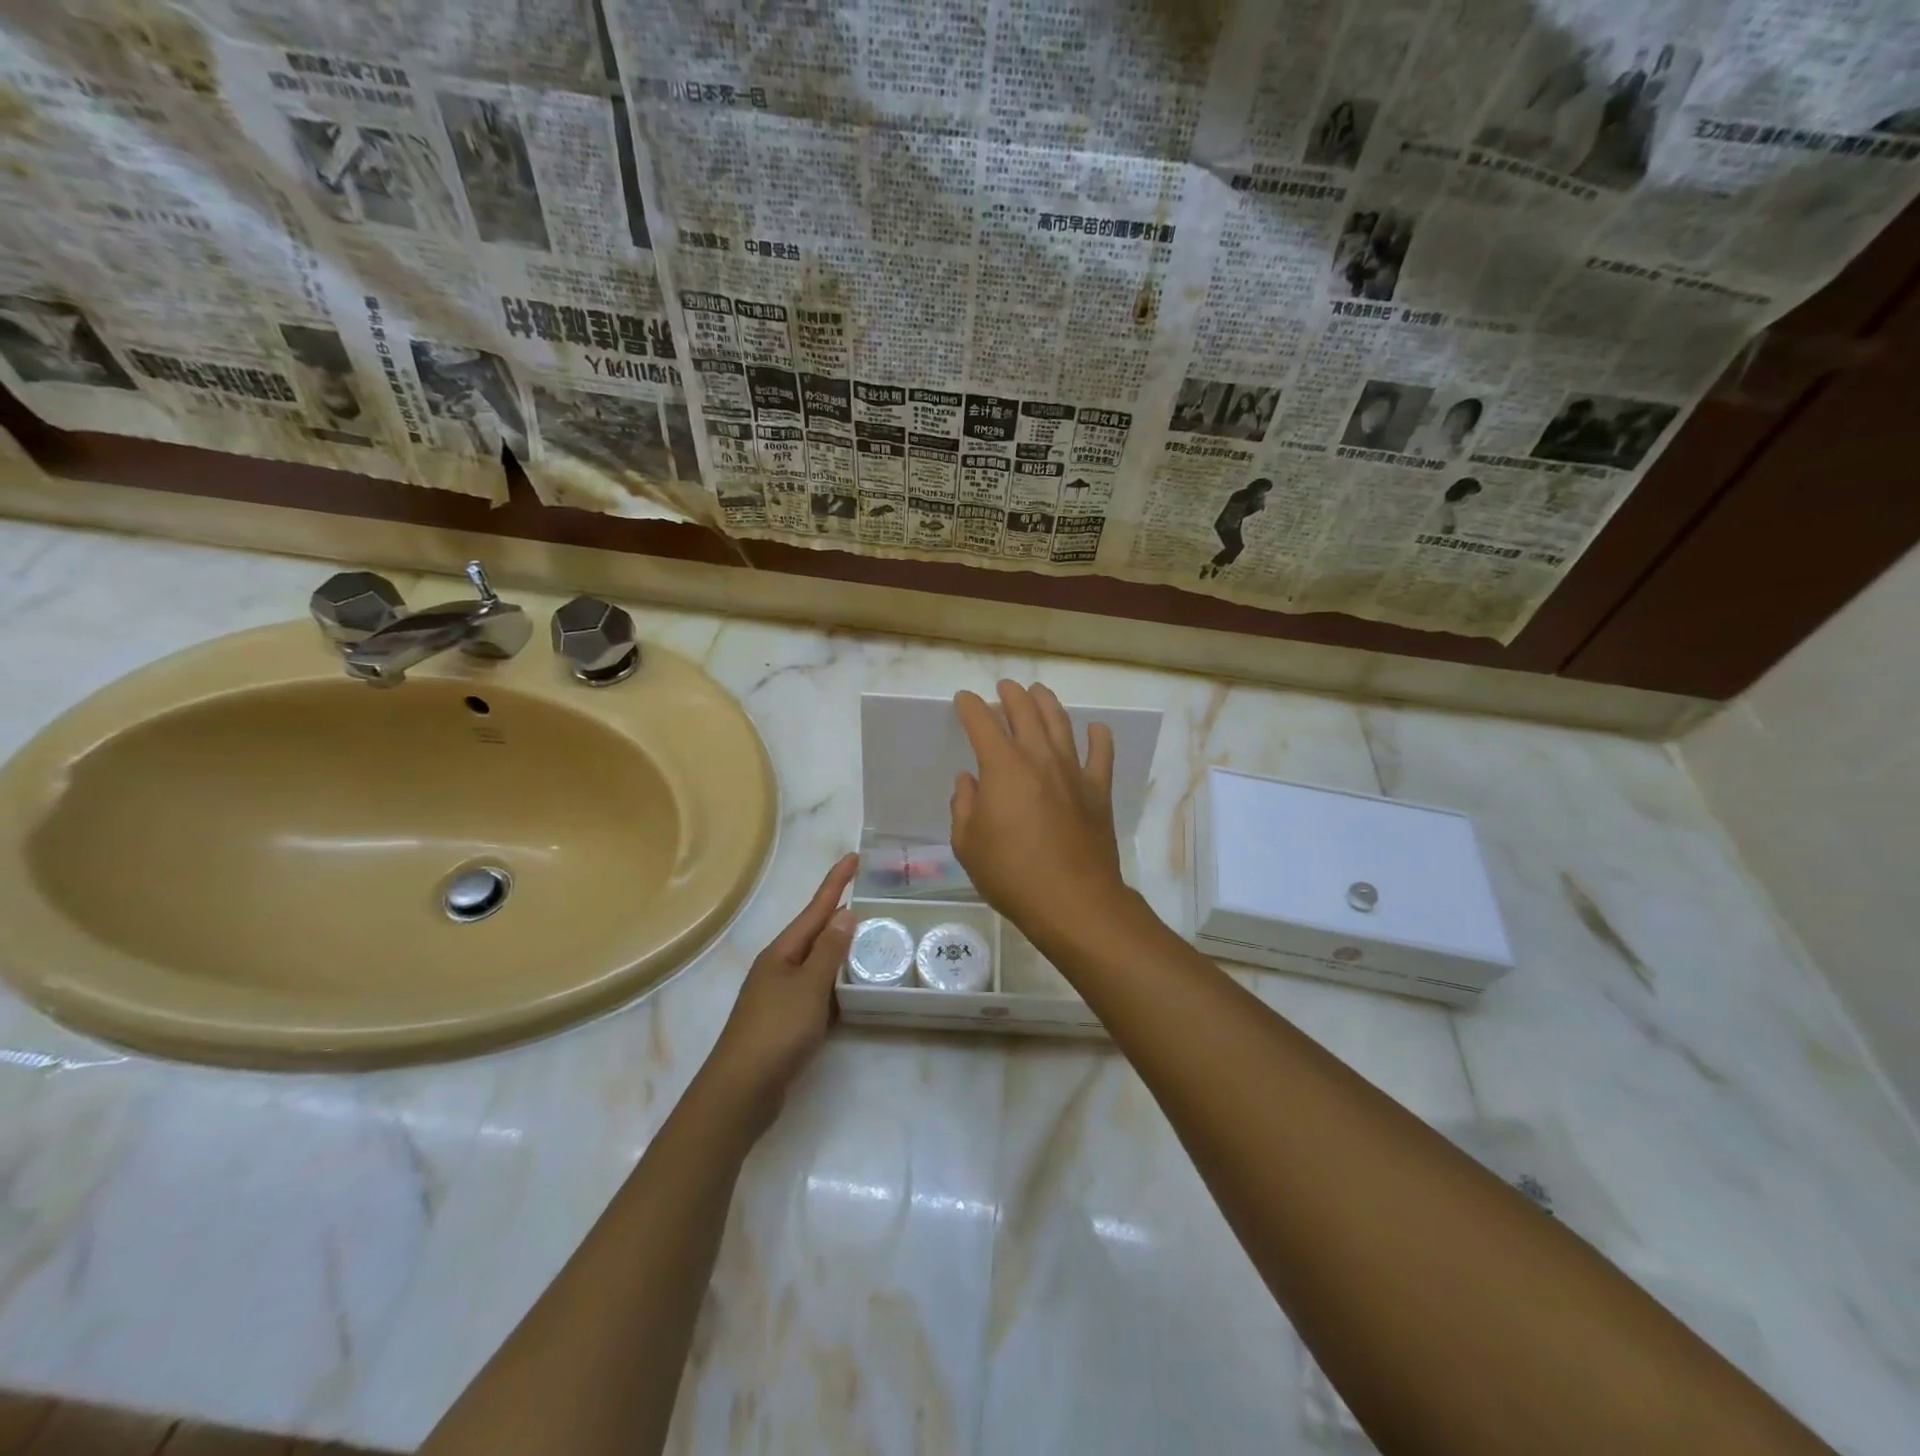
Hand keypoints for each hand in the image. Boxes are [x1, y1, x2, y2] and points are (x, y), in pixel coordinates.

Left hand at [706, 853, 857, 1129]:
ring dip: (842, 952)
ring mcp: (782, 996)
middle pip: (816, 934)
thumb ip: (829, 950)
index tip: (855, 856)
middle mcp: (780, 967)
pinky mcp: (787, 1023)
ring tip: (873, 941)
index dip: (836, 882)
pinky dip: (838, 986)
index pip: (815, 908)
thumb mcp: (809, 986)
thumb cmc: (776, 1030)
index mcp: (782, 952)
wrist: (741, 1091)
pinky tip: (855, 990)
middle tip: (874, 901)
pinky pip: (819, 993)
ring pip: (819, 965)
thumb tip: (845, 913)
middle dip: (841, 916)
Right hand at [951, 681, 1126, 938]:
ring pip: (1061, 723)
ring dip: (1047, 703)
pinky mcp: (1097, 791)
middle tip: (1004, 687)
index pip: (982, 722)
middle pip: (1025, 711)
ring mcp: (1073, 771)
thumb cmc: (1012, 874)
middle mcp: (1039, 758)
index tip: (964, 700)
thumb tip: (969, 781)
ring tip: (1039, 692)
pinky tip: (1096, 729)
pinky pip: (1101, 754)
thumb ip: (963, 806)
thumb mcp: (968, 844)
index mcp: (1002, 767)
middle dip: (1011, 694)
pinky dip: (1098, 737)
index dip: (970, 706)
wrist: (1073, 901)